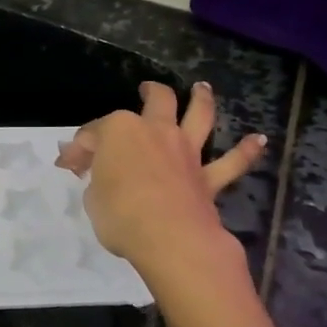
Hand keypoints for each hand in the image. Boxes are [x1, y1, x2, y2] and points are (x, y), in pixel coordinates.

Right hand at [57, 82, 274, 326]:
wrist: (170, 238)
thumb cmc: (120, 214)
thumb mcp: (92, 198)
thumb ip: (96, 180)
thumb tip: (96, 174)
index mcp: (120, 131)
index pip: (94, 133)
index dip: (79, 148)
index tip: (68, 165)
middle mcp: (156, 131)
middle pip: (156, 101)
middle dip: (151, 92)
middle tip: (147, 88)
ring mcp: (186, 152)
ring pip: (199, 116)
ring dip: (201, 100)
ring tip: (202, 89)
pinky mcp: (208, 178)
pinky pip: (231, 162)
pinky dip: (246, 151)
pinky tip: (259, 140)